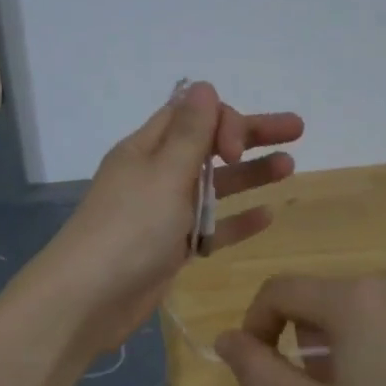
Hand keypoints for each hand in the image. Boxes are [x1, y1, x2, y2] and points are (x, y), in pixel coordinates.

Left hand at [26, 82, 302, 356]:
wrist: (88, 299)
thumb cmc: (129, 229)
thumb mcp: (164, 174)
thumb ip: (189, 134)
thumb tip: (204, 86)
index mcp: (146, 149)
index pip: (191, 115)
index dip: (223, 120)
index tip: (235, 150)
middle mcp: (155, 175)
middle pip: (208, 146)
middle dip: (250, 136)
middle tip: (297, 129)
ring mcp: (163, 213)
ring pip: (213, 186)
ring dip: (248, 175)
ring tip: (289, 167)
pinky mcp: (170, 248)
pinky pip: (210, 227)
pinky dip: (236, 220)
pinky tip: (268, 215)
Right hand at [214, 272, 385, 385]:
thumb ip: (260, 374)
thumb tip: (224, 339)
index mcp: (350, 299)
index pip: (279, 290)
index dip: (256, 324)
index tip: (261, 367)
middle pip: (319, 300)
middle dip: (305, 342)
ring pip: (357, 307)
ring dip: (342, 342)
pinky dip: (380, 338)